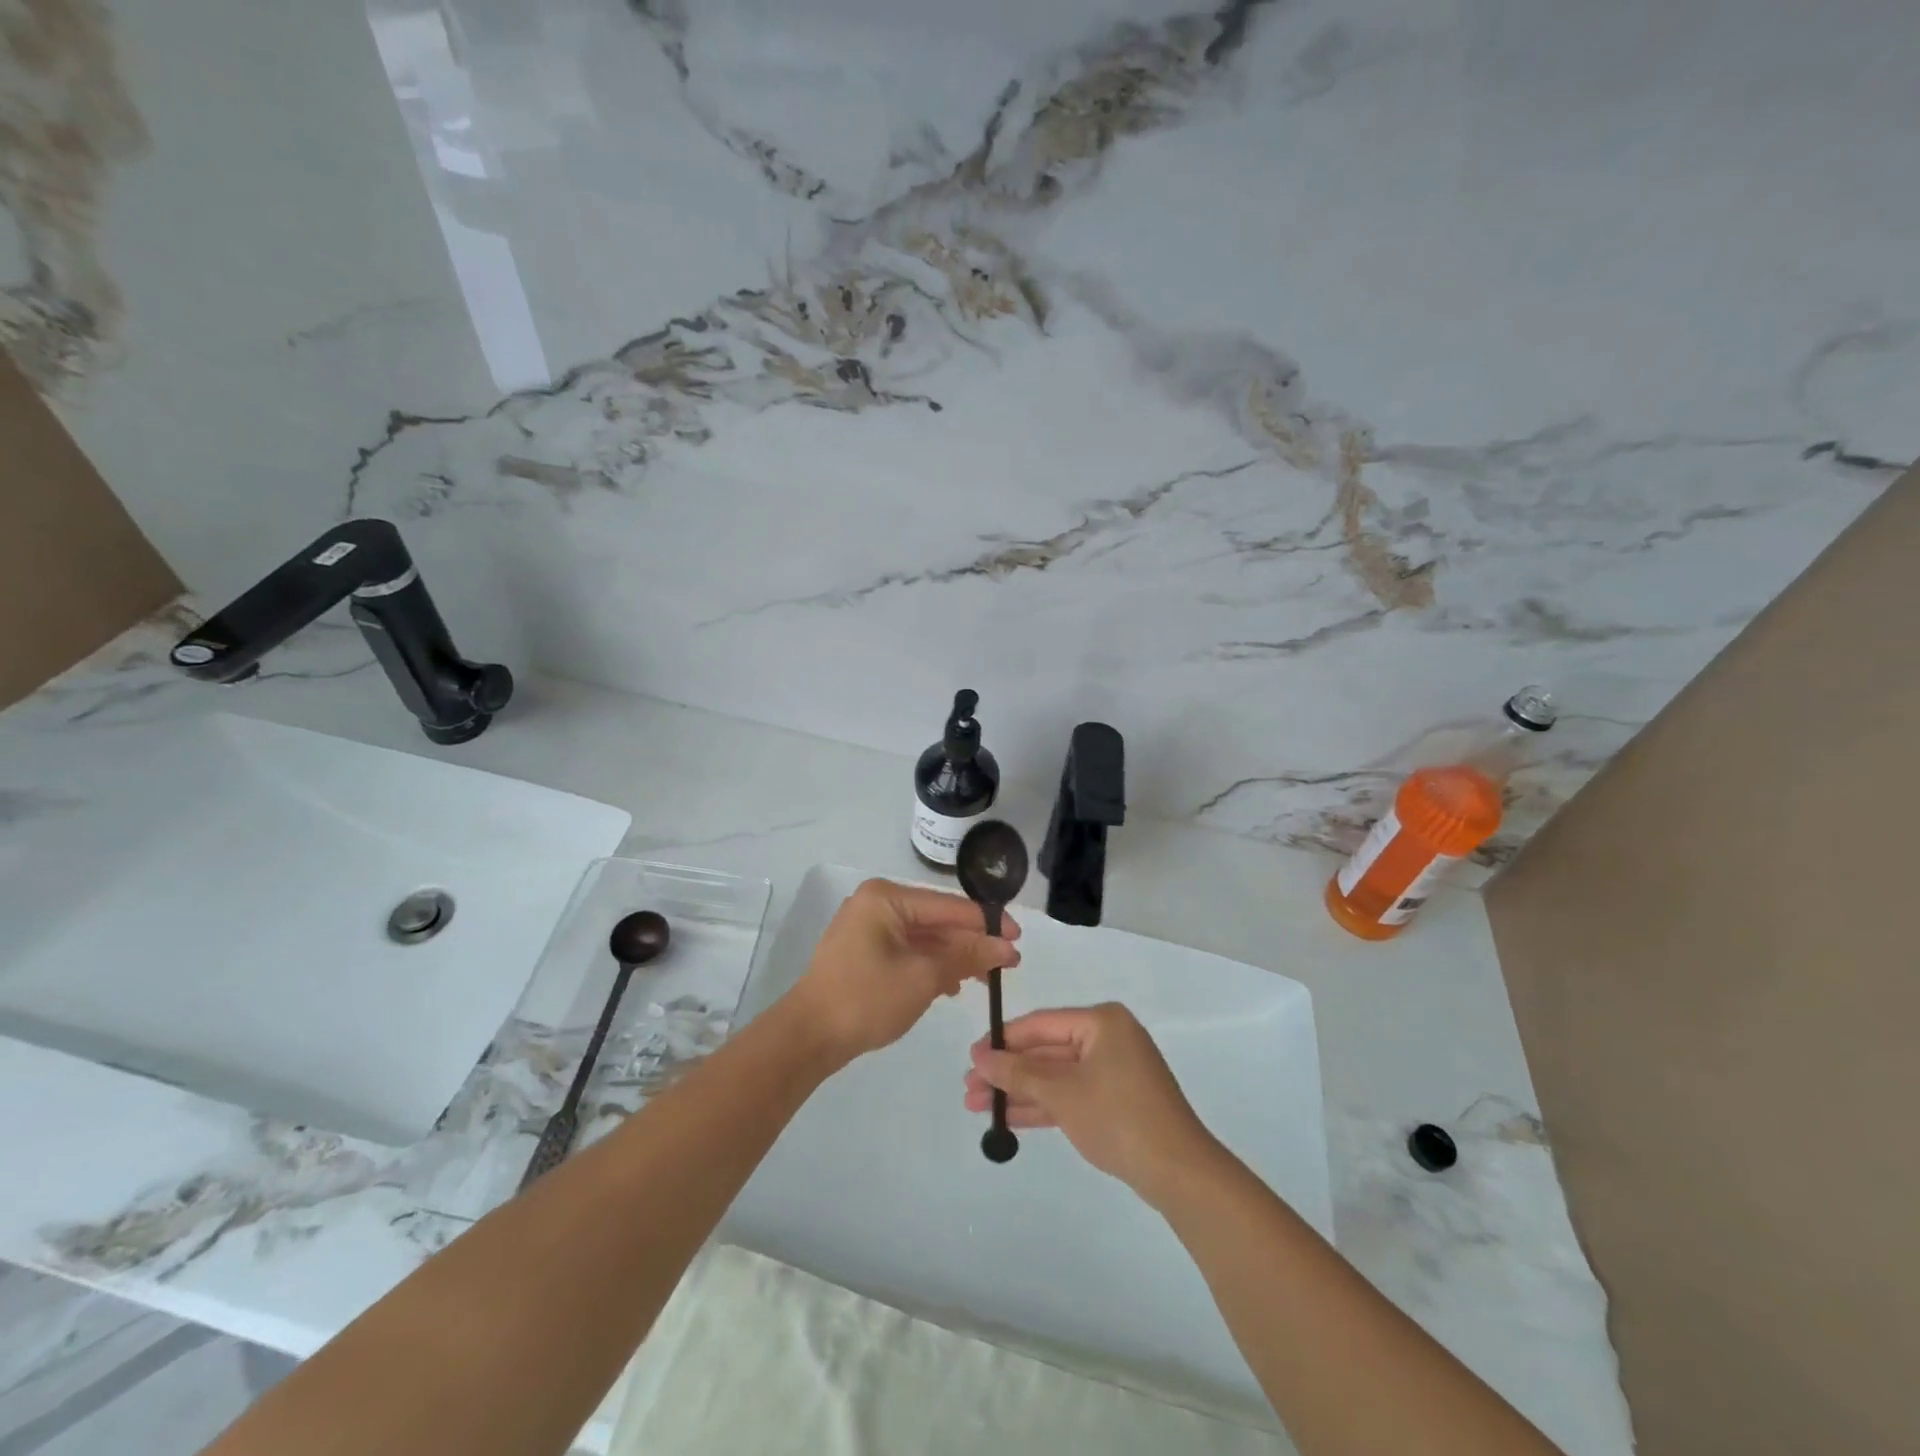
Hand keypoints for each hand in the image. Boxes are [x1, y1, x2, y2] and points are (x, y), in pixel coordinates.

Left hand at [787, 879, 1019, 1064]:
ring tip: (984, 979)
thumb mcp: (924, 977)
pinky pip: (907, 950)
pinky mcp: (863, 951)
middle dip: (971, 943)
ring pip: (923, 937)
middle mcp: (876, 903)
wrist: (808, 1038)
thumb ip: (966, 956)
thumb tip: (1006, 946)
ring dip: (953, 957)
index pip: (949, 906)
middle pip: (937, 920)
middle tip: (1007, 965)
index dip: (987, 923)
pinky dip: (930, 965)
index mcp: (887, 898)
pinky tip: (951, 985)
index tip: (1018, 941)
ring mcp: (867, 927)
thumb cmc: (866, 999)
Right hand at [964, 1003, 1216, 1202]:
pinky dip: (1043, 1105)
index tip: (971, 1057)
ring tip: (978, 1106)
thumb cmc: (1118, 1117)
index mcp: (1101, 1022)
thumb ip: (1019, 1073)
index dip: (1003, 1041)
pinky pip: (1071, 1094)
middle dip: (1008, 1072)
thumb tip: (980, 1057)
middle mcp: (1108, 1038)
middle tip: (969, 1088)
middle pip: (1046, 1051)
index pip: (1041, 1024)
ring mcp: (1114, 1070)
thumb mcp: (1062, 1093)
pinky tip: (1009, 1119)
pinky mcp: (1117, 1100)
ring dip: (1020, 1091)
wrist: (1178, 1172)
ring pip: (1056, 1076)